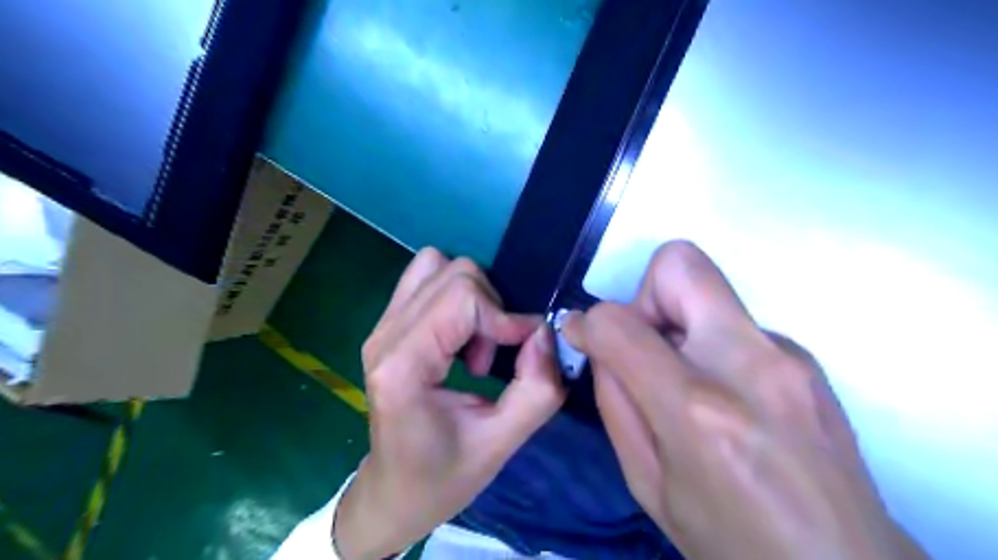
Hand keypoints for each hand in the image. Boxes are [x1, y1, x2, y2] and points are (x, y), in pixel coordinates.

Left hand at [336, 248, 565, 558]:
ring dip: (473, 298)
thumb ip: (536, 389)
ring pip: (438, 266)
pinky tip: (461, 338)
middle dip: (490, 308)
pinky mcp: (387, 324)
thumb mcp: (501, 445)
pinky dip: (457, 297)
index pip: (462, 298)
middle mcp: (384, 335)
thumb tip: (544, 333)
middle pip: (453, 274)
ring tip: (476, 345)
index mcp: (403, 367)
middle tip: (492, 357)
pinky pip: (428, 279)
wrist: (392, 492)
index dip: (504, 317)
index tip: (524, 351)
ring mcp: (381, 326)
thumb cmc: (441, 478)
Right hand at [561, 243, 928, 559]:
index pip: (619, 323)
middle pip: (680, 264)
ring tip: (686, 383)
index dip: (589, 324)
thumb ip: (616, 404)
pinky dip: (710, 345)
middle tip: (646, 347)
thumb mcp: (648, 484)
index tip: (584, 338)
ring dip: (678, 323)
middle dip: (645, 296)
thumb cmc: (732, 542)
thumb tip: (602, 348)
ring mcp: (787, 355)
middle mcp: (748, 365)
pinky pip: (734, 323)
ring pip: (708, 289)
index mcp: (698, 410)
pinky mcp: (806, 358)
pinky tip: (726, 397)